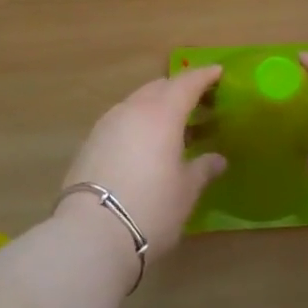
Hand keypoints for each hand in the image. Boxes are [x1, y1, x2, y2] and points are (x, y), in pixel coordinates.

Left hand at [61, 66, 227, 262]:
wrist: (90, 234)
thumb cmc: (151, 207)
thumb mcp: (186, 191)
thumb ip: (203, 169)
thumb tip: (218, 159)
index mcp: (162, 113)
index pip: (187, 83)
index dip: (204, 76)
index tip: (218, 72)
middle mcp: (133, 109)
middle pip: (159, 87)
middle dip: (179, 90)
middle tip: (198, 102)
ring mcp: (107, 124)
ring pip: (137, 103)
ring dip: (156, 107)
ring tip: (172, 127)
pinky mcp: (89, 143)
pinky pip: (121, 121)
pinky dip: (137, 124)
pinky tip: (144, 146)